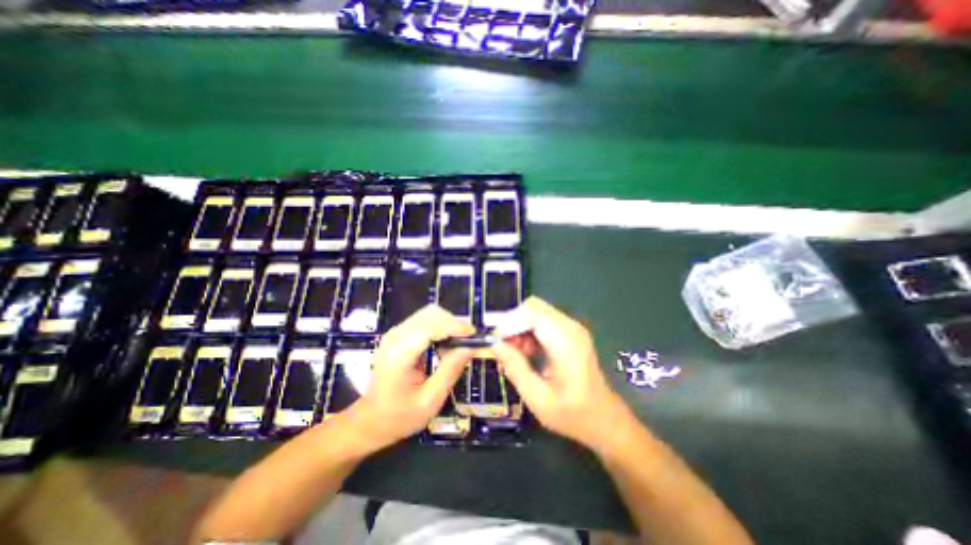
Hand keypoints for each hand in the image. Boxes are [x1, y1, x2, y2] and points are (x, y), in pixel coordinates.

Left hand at [347, 307, 476, 451]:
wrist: (369, 420)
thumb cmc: (399, 417)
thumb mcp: (430, 401)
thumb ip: (450, 371)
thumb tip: (471, 347)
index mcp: (399, 355)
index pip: (430, 327)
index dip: (454, 326)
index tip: (474, 335)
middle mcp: (395, 337)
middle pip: (430, 314)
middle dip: (453, 323)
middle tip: (468, 341)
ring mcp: (395, 333)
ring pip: (428, 314)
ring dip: (448, 324)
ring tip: (459, 342)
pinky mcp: (399, 334)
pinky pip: (424, 320)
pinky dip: (440, 326)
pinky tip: (446, 343)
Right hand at [494, 298, 629, 446]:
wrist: (604, 419)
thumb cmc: (572, 414)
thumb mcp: (537, 398)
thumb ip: (515, 367)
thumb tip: (495, 344)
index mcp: (565, 342)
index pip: (532, 312)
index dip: (509, 321)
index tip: (496, 340)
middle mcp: (570, 327)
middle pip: (533, 307)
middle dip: (513, 323)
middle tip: (504, 347)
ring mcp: (572, 328)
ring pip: (537, 312)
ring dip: (521, 327)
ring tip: (516, 353)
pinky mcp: (571, 332)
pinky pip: (544, 320)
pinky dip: (530, 331)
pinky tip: (528, 352)